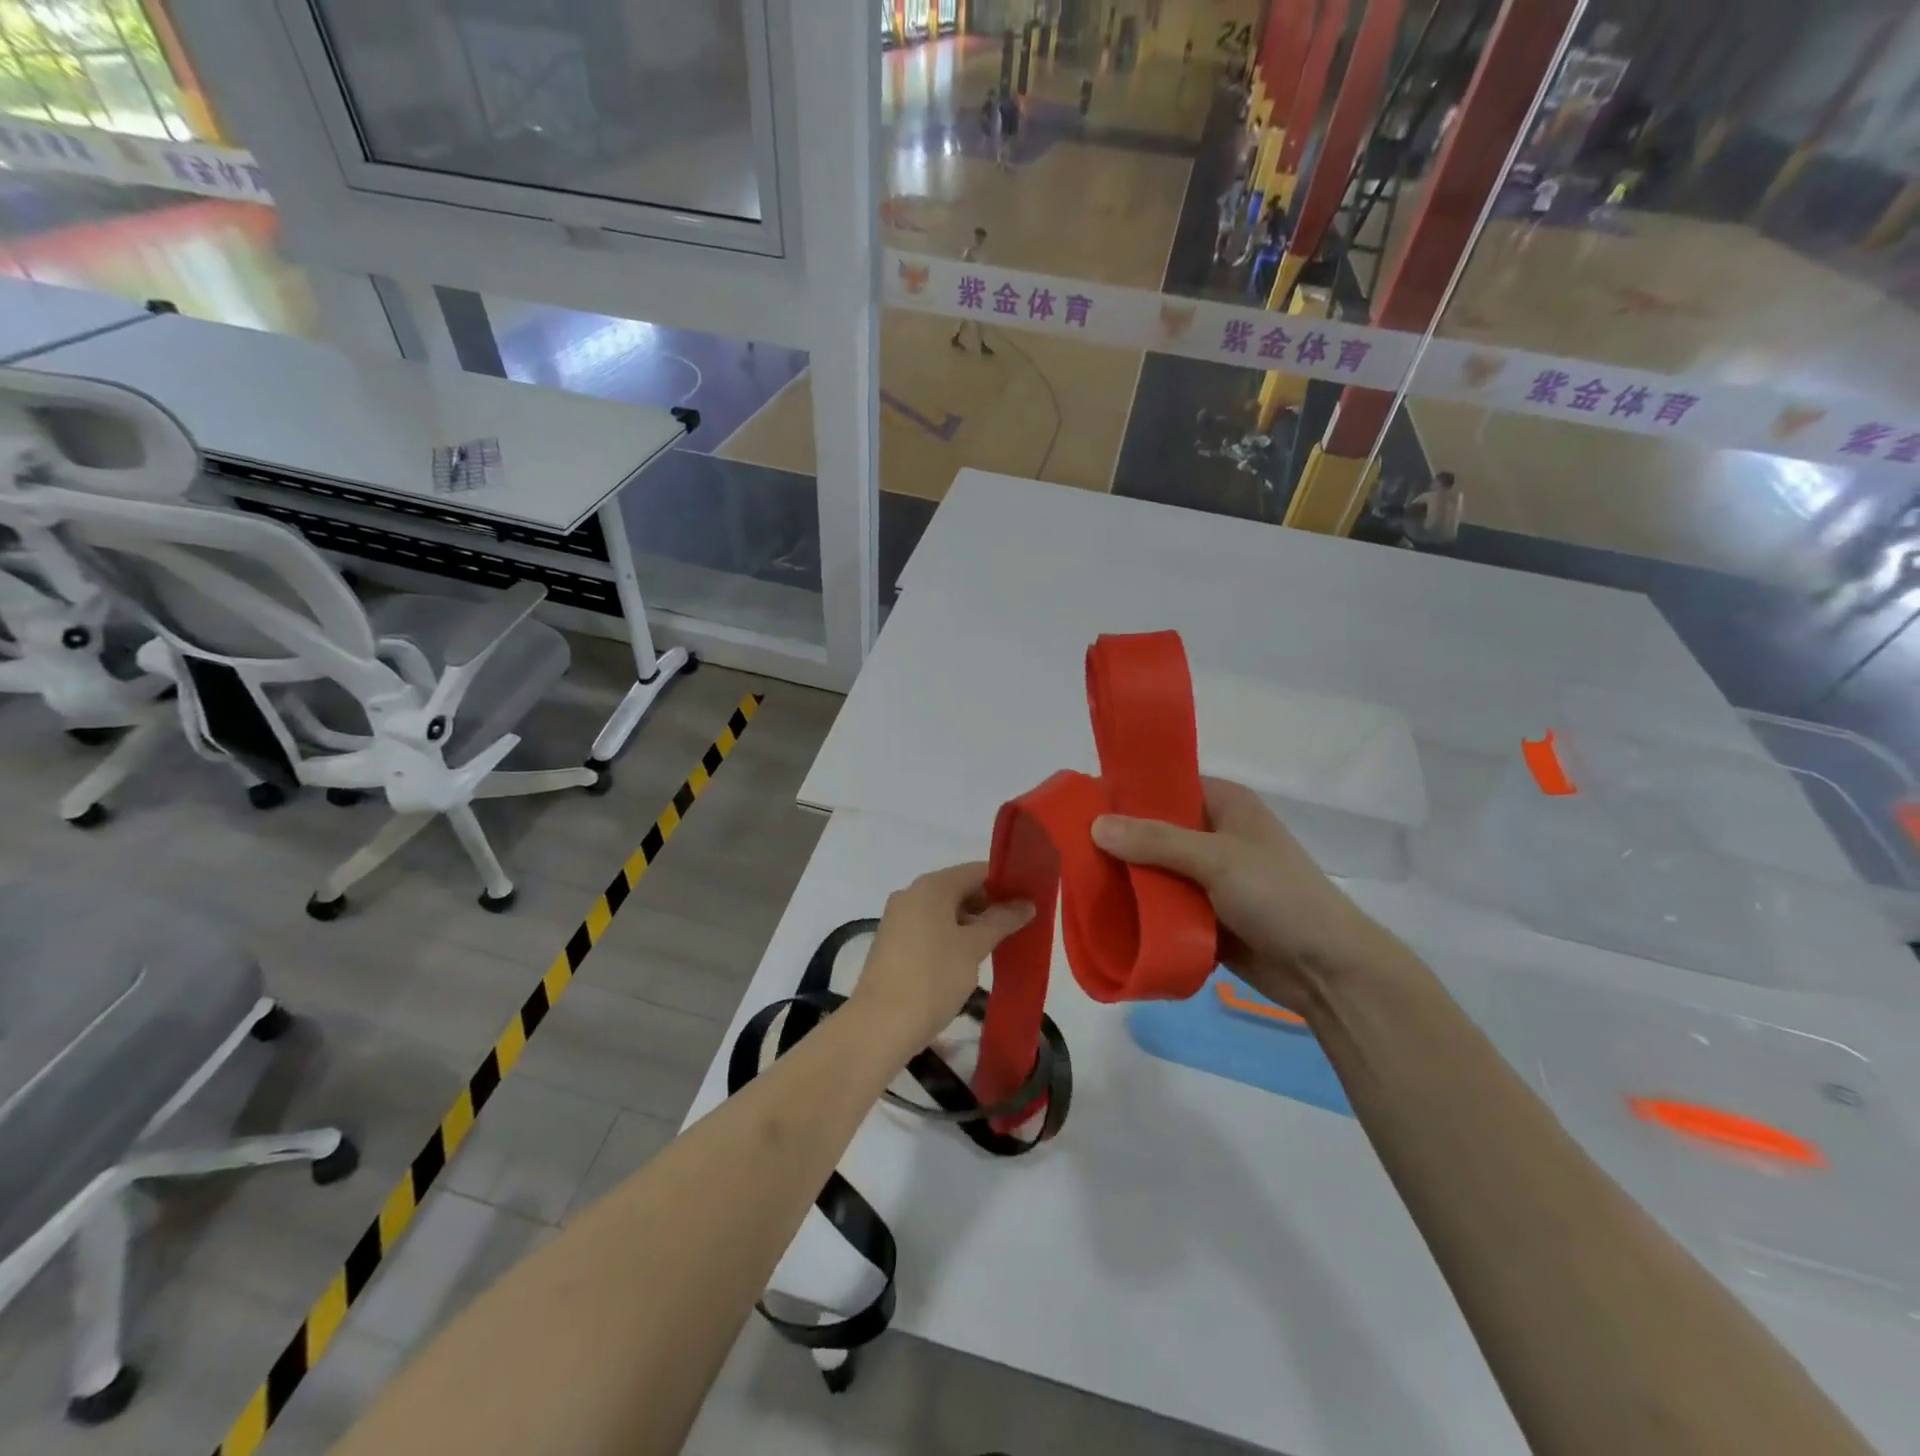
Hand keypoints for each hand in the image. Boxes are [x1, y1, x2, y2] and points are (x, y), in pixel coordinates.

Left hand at [852, 863, 1033, 1050]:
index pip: (977, 871)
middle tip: (1020, 925)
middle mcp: (911, 894)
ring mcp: (898, 918)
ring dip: (972, 923)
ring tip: (1000, 944)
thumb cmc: (932, 978)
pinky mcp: (893, 942)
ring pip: (944, 910)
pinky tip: (969, 958)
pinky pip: (930, 928)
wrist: (879, 1025)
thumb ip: (1001, 921)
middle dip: (990, 904)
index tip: (1030, 899)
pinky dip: (952, 935)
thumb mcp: (973, 947)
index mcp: (931, 886)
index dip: (1005, 882)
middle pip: (959, 888)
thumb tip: (1026, 903)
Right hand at [1091, 778, 1410, 1013]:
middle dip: (1116, 841)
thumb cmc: (1279, 897)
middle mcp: (1212, 834)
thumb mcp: (1217, 859)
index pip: (1164, 784)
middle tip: (1069, 850)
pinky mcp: (1203, 915)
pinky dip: (1139, 910)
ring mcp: (1207, 877)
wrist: (1327, 970)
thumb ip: (1156, 841)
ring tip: (1077, 883)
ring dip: (1125, 879)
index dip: (1125, 792)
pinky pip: (1161, 906)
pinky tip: (1103, 915)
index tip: (1079, 804)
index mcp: (1224, 803)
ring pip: (1153, 870)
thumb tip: (1095, 824)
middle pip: (1152, 829)